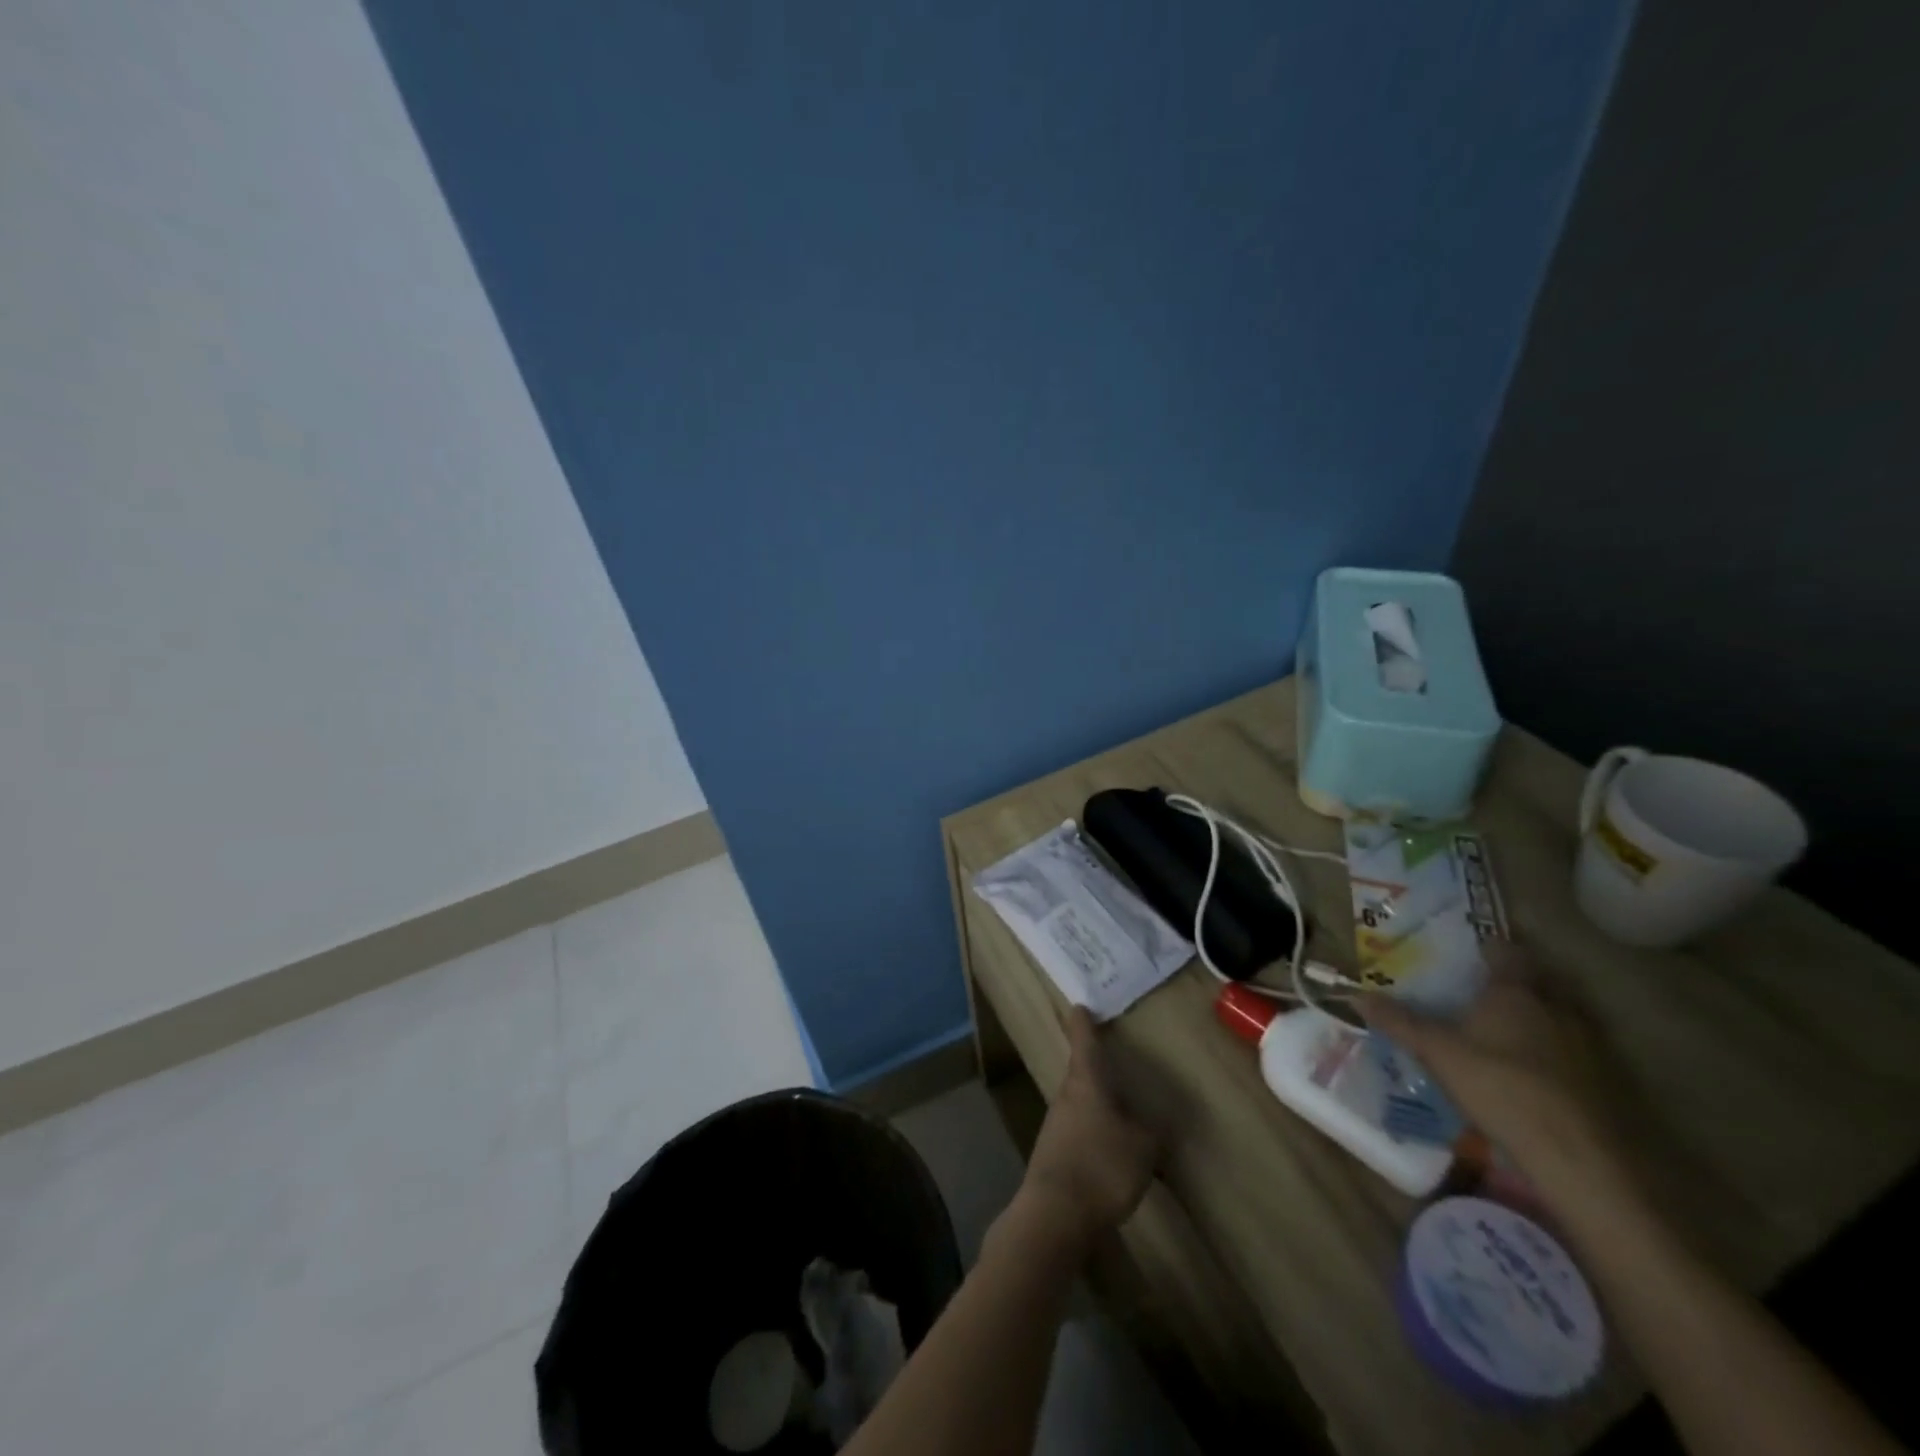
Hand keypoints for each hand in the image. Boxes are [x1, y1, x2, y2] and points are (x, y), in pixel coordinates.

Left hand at [1019, 1008, 1159, 1243]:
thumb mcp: (1143, 1147)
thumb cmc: (1102, 1166)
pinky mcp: (1053, 1153)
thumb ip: (1150, 1131)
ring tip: (1120, 1111)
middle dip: (1095, 1066)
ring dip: (1096, 1103)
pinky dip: (1093, 1132)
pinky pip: (1078, 1130)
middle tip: (1111, 1059)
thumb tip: (1150, 1124)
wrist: (1055, 1214)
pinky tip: (1110, 1153)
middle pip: (1080, 1071)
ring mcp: (1056, 1124)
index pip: (1083, 1040)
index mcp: (1087, 1081)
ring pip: (1079, 1102)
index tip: (1080, 1006)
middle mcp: (1067, 1095)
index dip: (1082, 1021)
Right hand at [1361, 945, 1631, 1206]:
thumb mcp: (1437, 1053)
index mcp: (1515, 990)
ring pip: (1560, 1012)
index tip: (1466, 954)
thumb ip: (1399, 1022)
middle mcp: (1555, 1005)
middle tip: (1481, 990)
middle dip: (1513, 980)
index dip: (1486, 948)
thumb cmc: (1500, 1087)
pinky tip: (1535, 1069)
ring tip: (1506, 1028)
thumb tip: (1356, 995)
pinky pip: (1575, 1047)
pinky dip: (1556, 1048)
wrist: (1578, 1156)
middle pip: (1536, 978)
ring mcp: (1588, 1041)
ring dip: (1538, 1014)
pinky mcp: (1605, 1077)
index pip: (1505, 951)